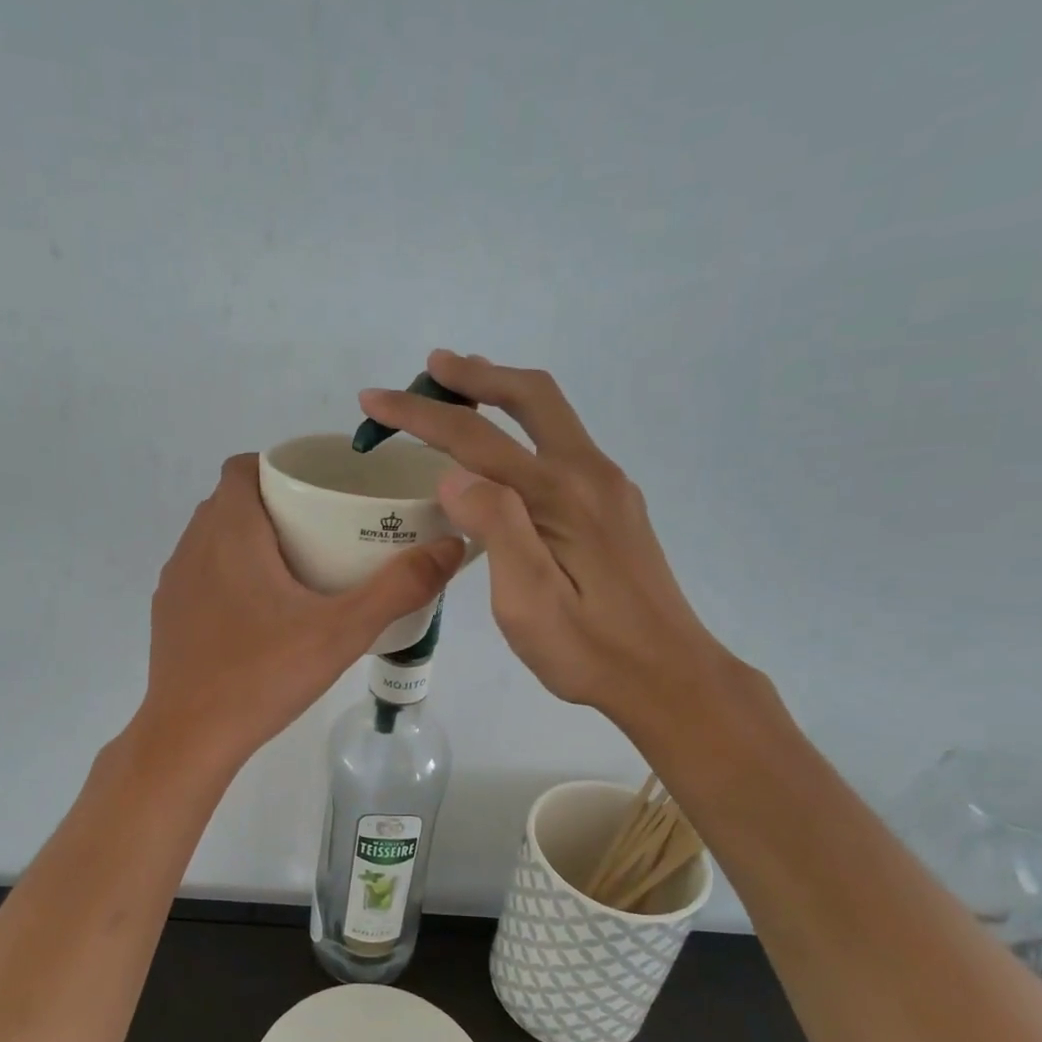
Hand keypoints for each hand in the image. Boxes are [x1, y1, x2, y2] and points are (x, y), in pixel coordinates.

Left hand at [137, 454, 464, 771]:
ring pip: (212, 538)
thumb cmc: (263, 674)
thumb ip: (399, 587)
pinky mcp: (167, 616)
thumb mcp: (342, 632)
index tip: (318, 489)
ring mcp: (175, 583)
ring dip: (248, 540)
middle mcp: (193, 546)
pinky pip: (201, 574)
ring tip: (297, 568)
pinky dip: (228, 574)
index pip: (243, 468)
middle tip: (322, 529)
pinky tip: (260, 613)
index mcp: (229, 531)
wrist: (189, 737)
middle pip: (231, 501)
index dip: (279, 468)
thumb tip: (451, 546)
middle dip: (274, 504)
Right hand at [357, 351, 738, 726]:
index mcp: (560, 495)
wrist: (668, 675)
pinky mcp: (614, 506)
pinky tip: (506, 451)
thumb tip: (454, 474)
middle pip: (531, 397)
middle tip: (432, 366)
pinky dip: (524, 426)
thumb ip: (497, 528)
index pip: (477, 437)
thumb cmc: (588, 650)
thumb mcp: (528, 602)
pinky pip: (562, 444)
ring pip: (551, 416)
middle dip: (476, 375)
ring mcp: (608, 487)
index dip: (420, 414)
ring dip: (503, 394)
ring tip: (461, 390)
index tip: (373, 399)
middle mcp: (589, 474)